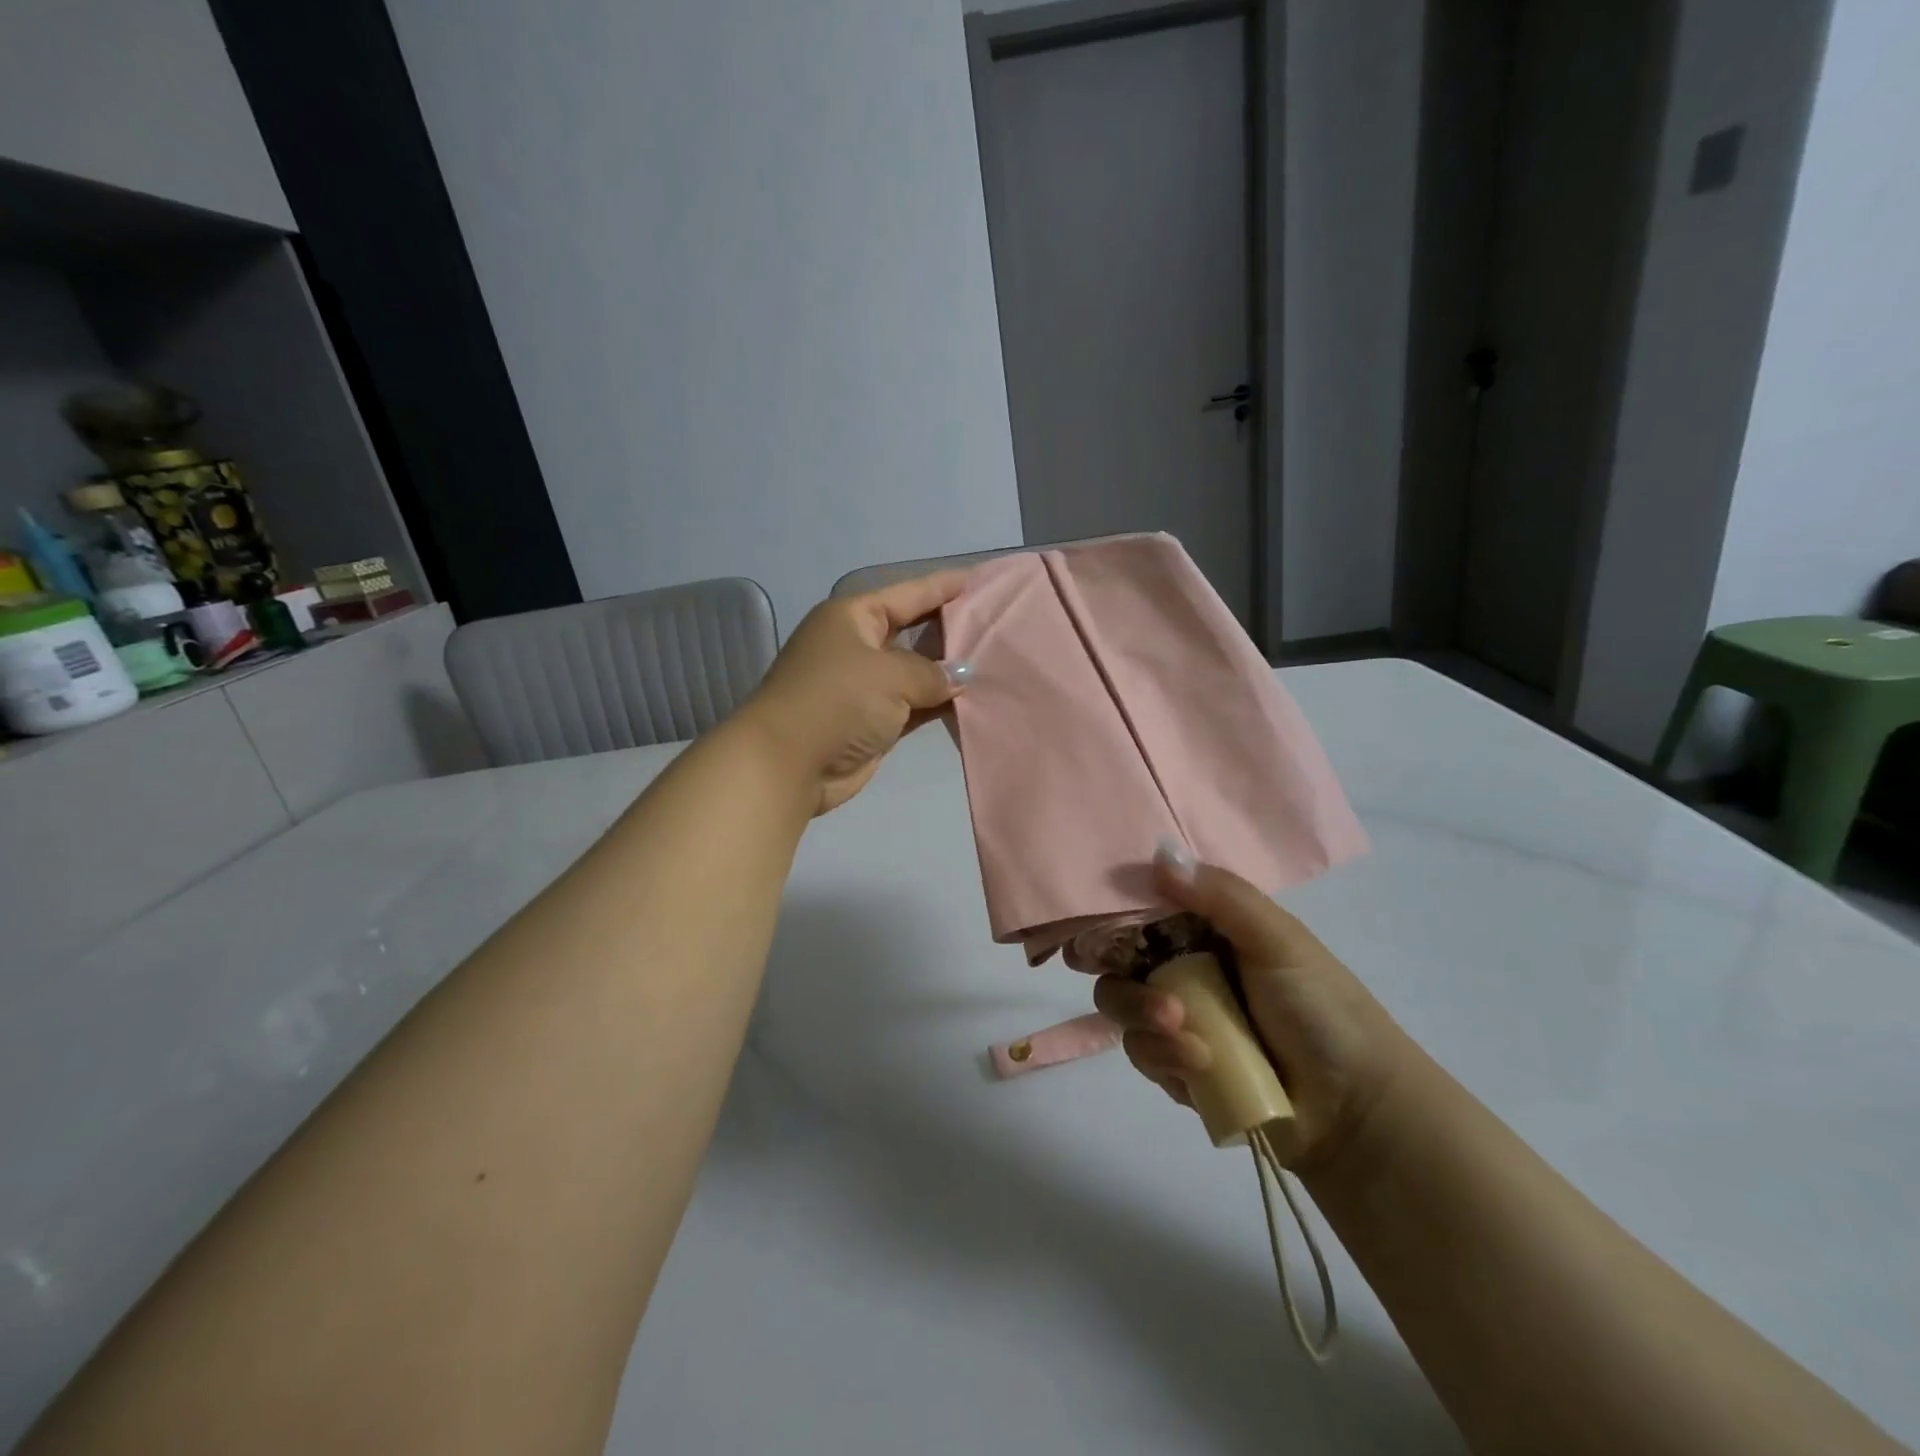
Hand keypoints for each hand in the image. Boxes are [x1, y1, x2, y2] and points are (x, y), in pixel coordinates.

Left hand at [737, 572, 972, 815]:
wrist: (788, 764)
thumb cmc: (837, 701)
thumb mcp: (889, 675)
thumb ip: (932, 672)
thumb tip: (960, 676)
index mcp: (853, 618)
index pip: (907, 594)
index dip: (943, 586)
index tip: (979, 578)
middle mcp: (858, 646)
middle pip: (913, 631)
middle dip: (951, 630)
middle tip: (996, 624)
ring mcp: (864, 686)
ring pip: (915, 671)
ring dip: (948, 672)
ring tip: (994, 661)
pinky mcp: (872, 721)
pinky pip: (914, 705)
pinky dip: (938, 703)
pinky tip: (972, 699)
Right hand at [1093, 851, 1416, 1173]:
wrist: (1356, 1109)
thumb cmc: (1321, 1009)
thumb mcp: (1279, 940)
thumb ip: (1221, 896)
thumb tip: (1160, 853)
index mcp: (1205, 931)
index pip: (1141, 913)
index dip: (1114, 919)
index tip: (1095, 933)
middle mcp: (1183, 969)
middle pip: (1117, 966)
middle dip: (1129, 988)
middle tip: (1166, 1008)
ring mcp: (1178, 1019)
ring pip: (1122, 1010)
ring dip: (1145, 1025)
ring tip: (1192, 1045)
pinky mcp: (1177, 1066)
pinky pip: (1142, 1054)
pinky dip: (1162, 1058)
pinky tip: (1199, 1067)